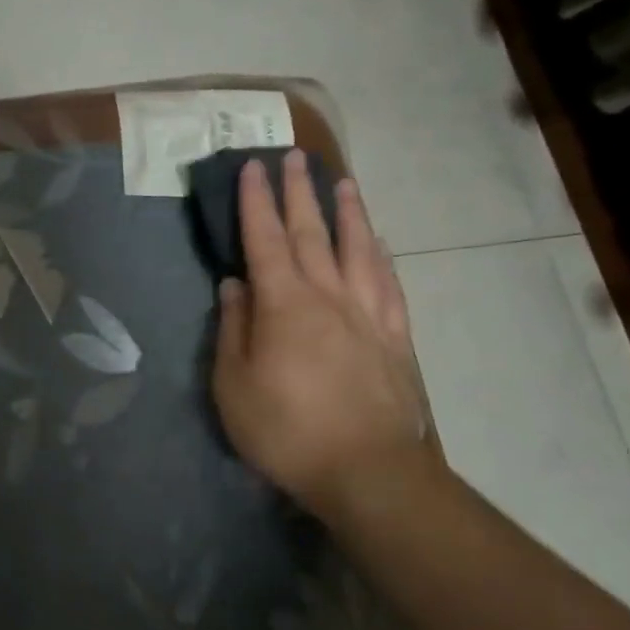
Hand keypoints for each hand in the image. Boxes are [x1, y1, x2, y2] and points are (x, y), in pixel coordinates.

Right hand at [212, 153, 429, 513]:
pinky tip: (378, 244)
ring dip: (347, 212)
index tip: (252, 167)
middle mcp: (328, 296)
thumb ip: (233, 329)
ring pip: (357, 249)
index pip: (263, 240)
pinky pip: (388, 283)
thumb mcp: (234, 385)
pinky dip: (380, 256)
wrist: (370, 473)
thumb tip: (234, 285)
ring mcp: (368, 314)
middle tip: (295, 157)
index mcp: (283, 304)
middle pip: (311, 233)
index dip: (255, 202)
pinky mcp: (395, 337)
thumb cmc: (287, 430)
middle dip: (299, 193)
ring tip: (343, 183)